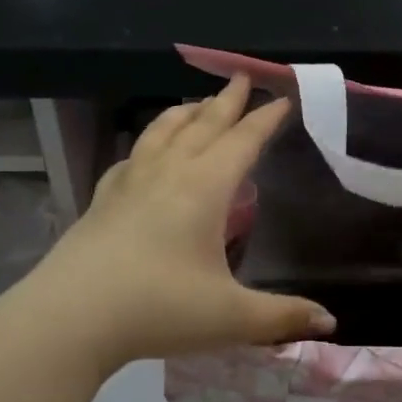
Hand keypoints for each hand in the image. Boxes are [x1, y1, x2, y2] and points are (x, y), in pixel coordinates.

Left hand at [24, 76, 334, 372]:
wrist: (71, 318)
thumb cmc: (158, 308)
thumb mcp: (230, 318)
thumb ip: (282, 317)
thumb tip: (330, 323)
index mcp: (204, 188)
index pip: (242, 142)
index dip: (265, 119)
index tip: (282, 98)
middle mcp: (167, 174)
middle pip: (202, 125)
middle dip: (226, 101)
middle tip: (241, 78)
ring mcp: (129, 184)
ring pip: (162, 133)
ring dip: (184, 113)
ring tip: (197, 103)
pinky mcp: (102, 201)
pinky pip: (132, 157)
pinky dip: (147, 144)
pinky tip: (145, 153)